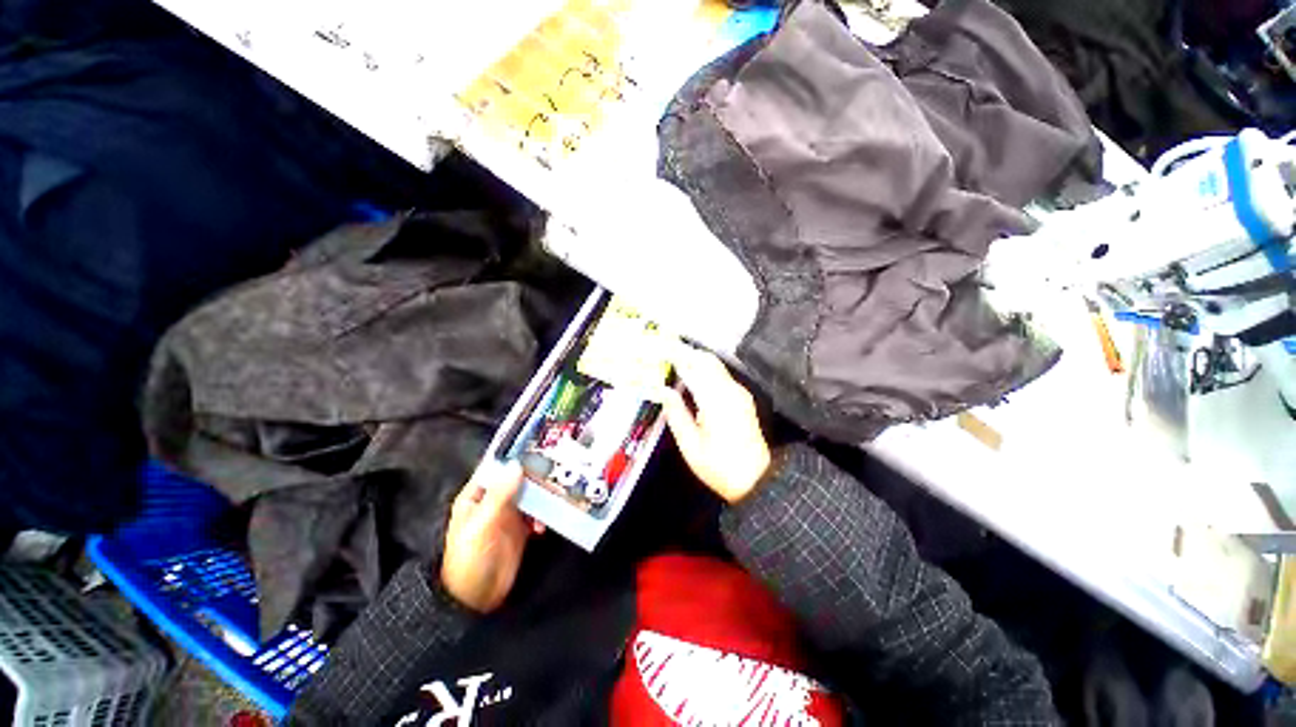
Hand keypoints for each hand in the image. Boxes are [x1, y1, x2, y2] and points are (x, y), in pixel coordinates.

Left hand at [441, 460, 542, 612]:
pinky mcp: (521, 528)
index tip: (537, 445)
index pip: (497, 467)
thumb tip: (516, 464)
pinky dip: (543, 514)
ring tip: (555, 495)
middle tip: (554, 467)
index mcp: (478, 495)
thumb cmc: (471, 557)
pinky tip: (544, 523)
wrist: (477, 598)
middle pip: (518, 479)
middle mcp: (494, 500)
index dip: (515, 456)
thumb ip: (500, 494)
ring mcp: (509, 514)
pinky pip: (536, 513)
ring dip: (542, 494)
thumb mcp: (482, 523)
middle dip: (534, 474)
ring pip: (529, 494)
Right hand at [662, 346, 771, 503]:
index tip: (658, 346)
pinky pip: (720, 374)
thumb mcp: (691, 446)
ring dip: (694, 359)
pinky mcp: (742, 397)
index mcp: (715, 401)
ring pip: (715, 365)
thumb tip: (663, 391)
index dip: (674, 354)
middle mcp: (729, 390)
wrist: (757, 480)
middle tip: (662, 351)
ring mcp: (738, 393)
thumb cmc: (719, 467)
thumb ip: (676, 414)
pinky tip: (692, 377)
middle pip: (706, 360)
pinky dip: (704, 369)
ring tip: (673, 360)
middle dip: (684, 352)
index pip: (692, 368)